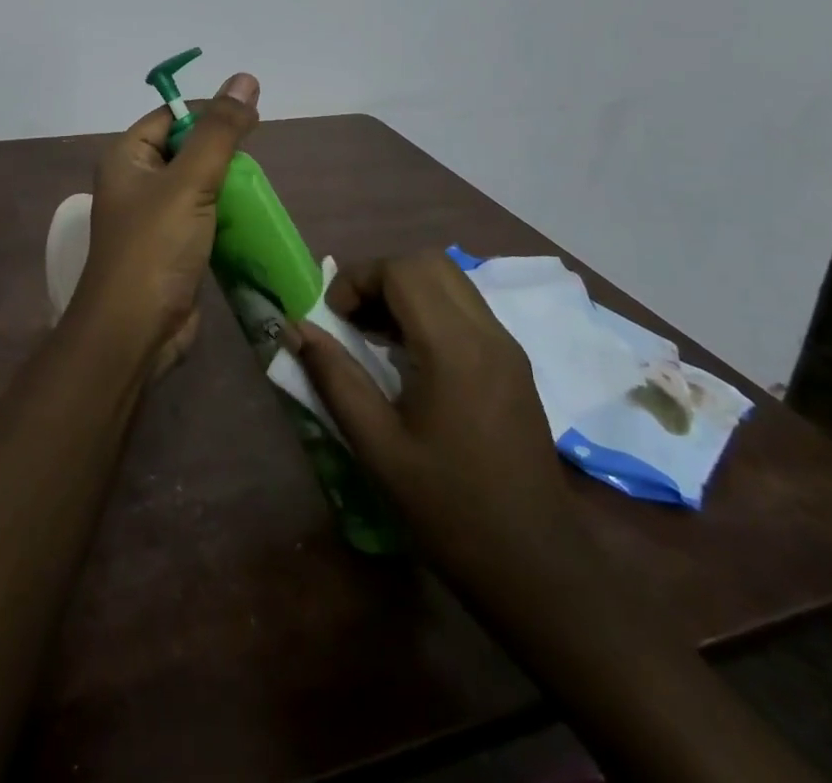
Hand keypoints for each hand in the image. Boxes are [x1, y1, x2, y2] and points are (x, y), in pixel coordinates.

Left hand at [68, 73, 259, 379]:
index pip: (170, 116)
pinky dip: (226, 216)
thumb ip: (220, 132)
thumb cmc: (155, 248)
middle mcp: (135, 182)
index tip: (251, 120)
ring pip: (197, 186)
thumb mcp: (190, 182)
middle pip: (185, 149)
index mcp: (127, 158)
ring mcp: (152, 218)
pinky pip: (203, 218)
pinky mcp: (171, 248)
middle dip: (221, 153)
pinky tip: (251, 219)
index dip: (208, 113)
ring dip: (227, 187)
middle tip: (257, 160)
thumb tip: (246, 79)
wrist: (134, 333)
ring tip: (259, 190)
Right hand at [288, 251, 588, 599]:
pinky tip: (409, 357)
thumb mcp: (377, 447)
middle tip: (352, 320)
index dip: (357, 279)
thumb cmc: (449, 510)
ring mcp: (507, 346)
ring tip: (374, 336)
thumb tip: (295, 328)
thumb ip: (334, 378)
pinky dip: (429, 309)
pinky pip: (466, 308)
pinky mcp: (514, 363)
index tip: (333, 318)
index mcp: (454, 349)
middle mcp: (487, 333)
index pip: (402, 270)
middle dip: (380, 277)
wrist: (536, 568)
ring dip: (405, 290)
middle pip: (428, 263)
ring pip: (450, 280)